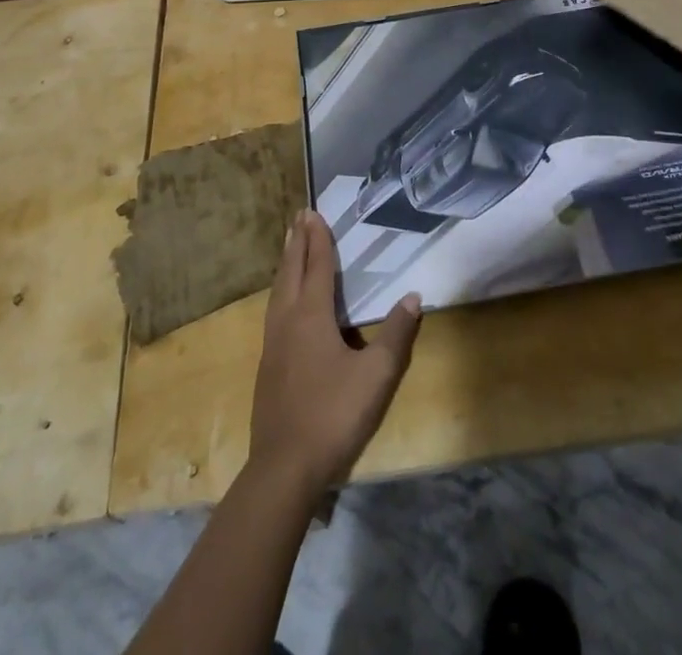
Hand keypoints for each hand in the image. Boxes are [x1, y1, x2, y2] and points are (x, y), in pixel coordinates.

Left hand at [249, 210, 421, 494]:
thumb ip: (396, 334)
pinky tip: (284, 301)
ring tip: (290, 246)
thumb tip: (413, 296)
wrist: (284, 469)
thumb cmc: (333, 414)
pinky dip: (281, 289)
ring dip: (286, 264)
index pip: (316, 266)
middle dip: (297, 242)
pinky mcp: (268, 366)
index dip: (318, 238)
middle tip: (299, 216)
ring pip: (278, 291)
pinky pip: (274, 311)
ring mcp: (273, 344)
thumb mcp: (377, 375)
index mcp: (311, 316)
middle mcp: (288, 321)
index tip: (313, 212)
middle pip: (291, 271)